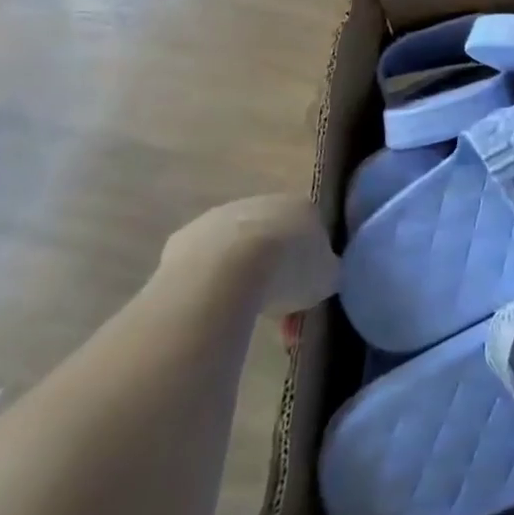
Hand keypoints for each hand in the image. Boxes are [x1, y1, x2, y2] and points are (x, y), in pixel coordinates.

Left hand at [158, 195, 338, 315]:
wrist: (223, 273)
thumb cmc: (286, 270)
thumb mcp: (326, 278)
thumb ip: (328, 271)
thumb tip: (325, 273)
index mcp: (304, 206)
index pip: (312, 231)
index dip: (310, 264)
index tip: (305, 292)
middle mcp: (264, 202)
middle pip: (274, 237)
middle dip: (275, 270)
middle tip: (274, 308)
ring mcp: (222, 216)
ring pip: (238, 249)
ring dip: (242, 275)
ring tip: (241, 312)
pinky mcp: (185, 237)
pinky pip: (204, 263)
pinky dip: (209, 281)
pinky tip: (211, 305)